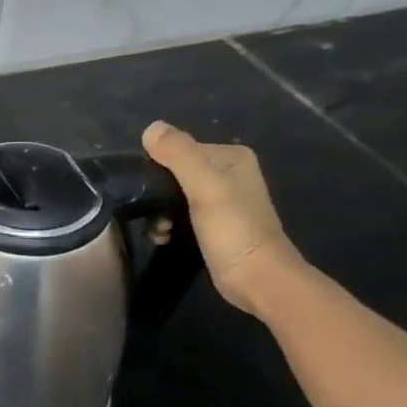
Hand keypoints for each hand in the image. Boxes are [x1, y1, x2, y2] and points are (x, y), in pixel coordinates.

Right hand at [143, 121, 302, 317]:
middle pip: (172, 172)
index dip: (156, 170)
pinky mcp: (213, 222)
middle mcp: (227, 172)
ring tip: (160, 231)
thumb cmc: (234, 231)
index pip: (177, 150)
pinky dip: (167, 224)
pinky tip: (165, 237)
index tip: (149, 194)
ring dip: (158, 213)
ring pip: (172, 195)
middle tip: (154, 216)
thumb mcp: (206, 188)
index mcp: (230, 157)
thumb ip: (180, 155)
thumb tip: (151, 127)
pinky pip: (178, 213)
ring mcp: (221, 198)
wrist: (257, 279)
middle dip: (156, 195)